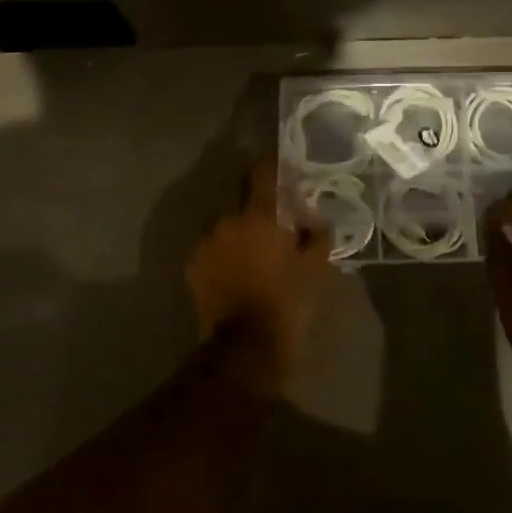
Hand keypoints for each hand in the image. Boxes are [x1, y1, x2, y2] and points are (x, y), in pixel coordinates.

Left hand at [185, 157, 332, 394]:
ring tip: (256, 255)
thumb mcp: (316, 268)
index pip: (263, 172)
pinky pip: (214, 249)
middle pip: (245, 201)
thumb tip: (315, 219)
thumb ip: (318, 234)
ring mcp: (206, 243)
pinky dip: (225, 254)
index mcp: (260, 214)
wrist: (245, 348)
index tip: (283, 166)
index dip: (273, 164)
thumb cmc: (287, 302)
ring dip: (241, 233)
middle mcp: (228, 220)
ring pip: (228, 227)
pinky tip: (237, 272)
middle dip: (260, 209)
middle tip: (277, 225)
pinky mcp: (193, 266)